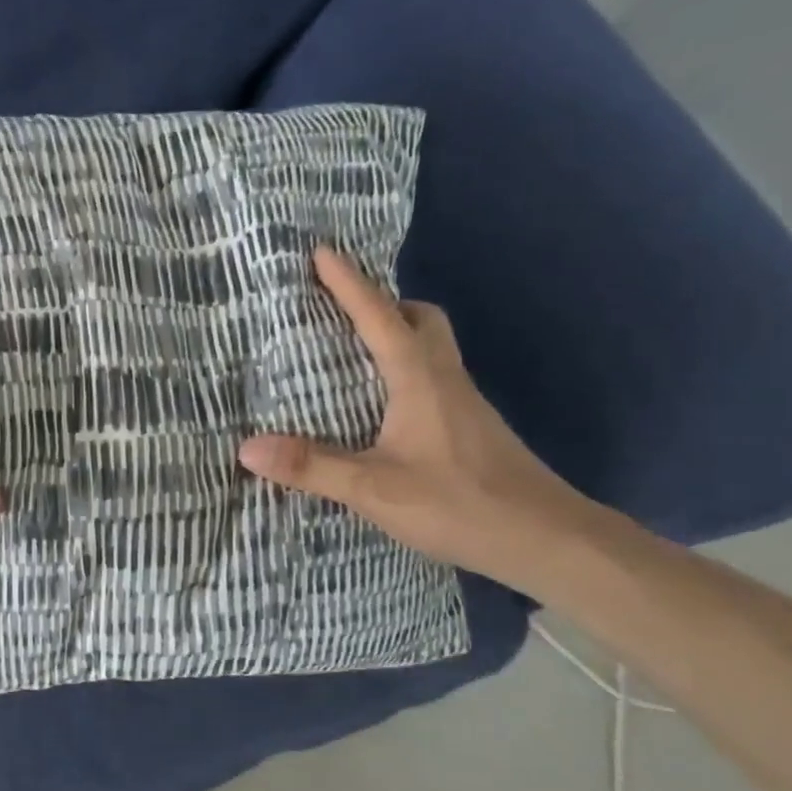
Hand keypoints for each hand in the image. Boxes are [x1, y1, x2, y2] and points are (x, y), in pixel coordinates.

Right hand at [238, 248, 602, 593]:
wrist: (546, 539)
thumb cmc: (460, 503)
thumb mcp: (374, 489)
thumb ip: (311, 467)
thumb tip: (246, 447)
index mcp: (420, 379)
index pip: (380, 317)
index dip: (349, 284)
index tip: (321, 251)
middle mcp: (444, 380)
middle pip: (419, 320)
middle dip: (381, 304)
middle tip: (340, 310)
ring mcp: (461, 404)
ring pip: (429, 348)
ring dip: (394, 335)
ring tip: (348, 354)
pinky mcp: (467, 429)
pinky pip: (430, 378)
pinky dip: (401, 371)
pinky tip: (377, 407)